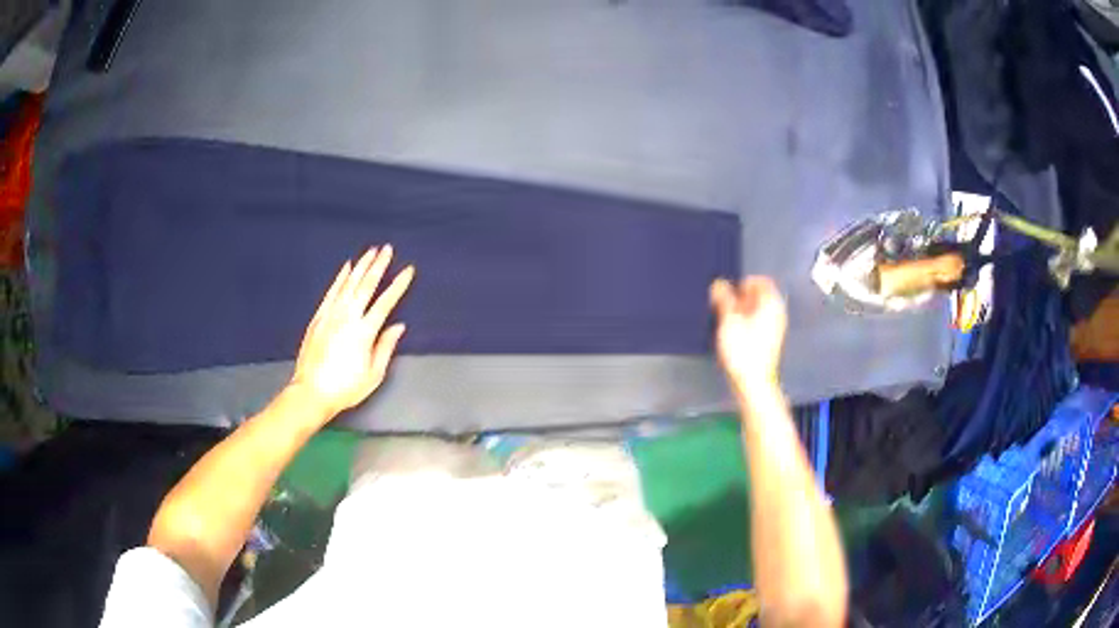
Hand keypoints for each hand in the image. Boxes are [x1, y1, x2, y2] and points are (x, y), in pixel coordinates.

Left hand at [291, 246, 413, 417]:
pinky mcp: (319, 317)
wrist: (311, 392)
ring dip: (361, 266)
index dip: (398, 285)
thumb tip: (398, 326)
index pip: (385, 303)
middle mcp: (347, 318)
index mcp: (364, 332)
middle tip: (387, 249)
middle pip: (366, 286)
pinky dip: (340, 278)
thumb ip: (386, 347)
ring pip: (348, 284)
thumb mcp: (373, 374)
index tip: (408, 270)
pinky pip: (331, 292)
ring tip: (371, 251)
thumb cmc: (345, 388)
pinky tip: (346, 267)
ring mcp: (331, 315)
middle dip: (378, 266)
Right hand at [710, 276, 787, 390]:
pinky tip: (732, 334)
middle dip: (740, 298)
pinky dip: (745, 323)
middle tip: (723, 306)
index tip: (728, 293)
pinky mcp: (769, 342)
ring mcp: (775, 328)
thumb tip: (719, 284)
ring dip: (741, 311)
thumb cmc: (743, 350)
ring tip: (725, 321)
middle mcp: (776, 313)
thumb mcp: (729, 320)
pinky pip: (757, 323)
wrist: (754, 383)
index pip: (760, 281)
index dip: (743, 283)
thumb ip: (724, 299)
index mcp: (771, 303)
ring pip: (757, 311)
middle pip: (759, 296)